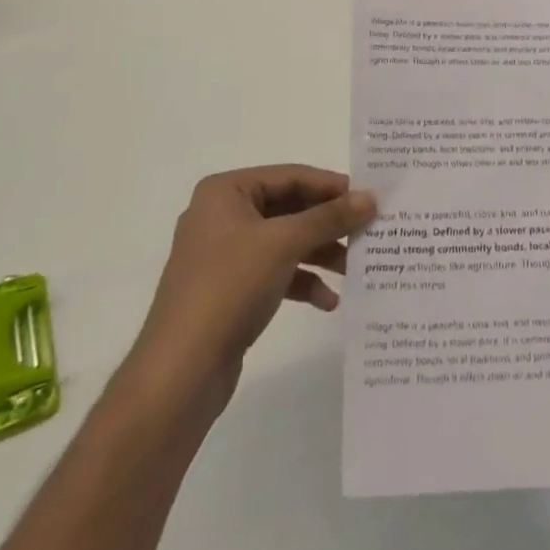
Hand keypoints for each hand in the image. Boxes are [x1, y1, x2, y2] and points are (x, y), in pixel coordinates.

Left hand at [129, 165, 375, 404]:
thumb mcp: (284, 244)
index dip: (331, 186)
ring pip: (284, 242)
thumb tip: (370, 197)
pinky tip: (329, 301)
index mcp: (225, 191)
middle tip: (368, 232)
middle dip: (328, 224)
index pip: (289, 176)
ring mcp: (224, 255)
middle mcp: (222, 216)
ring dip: (320, 254)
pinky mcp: (229, 290)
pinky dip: (302, 281)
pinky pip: (274, 273)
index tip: (369, 197)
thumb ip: (329, 218)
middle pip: (288, 208)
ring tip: (355, 270)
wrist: (180, 373)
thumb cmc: (229, 288)